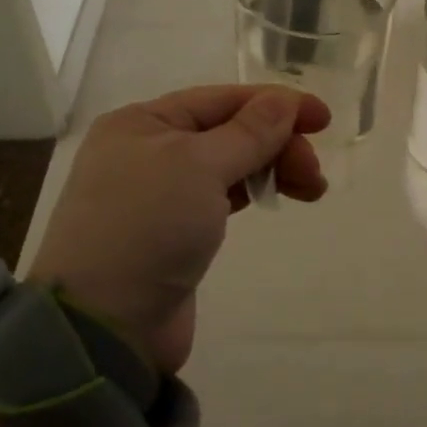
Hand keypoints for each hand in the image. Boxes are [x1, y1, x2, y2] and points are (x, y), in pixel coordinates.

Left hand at [26, 84, 329, 374]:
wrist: (102, 327)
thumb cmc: (147, 227)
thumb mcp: (199, 166)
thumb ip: (249, 132)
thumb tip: (284, 100)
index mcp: (142, 122)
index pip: (221, 99)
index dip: (275, 104)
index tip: (323, 120)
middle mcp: (146, 150)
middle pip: (227, 132)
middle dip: (276, 143)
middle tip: (313, 173)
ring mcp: (157, 194)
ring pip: (227, 164)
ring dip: (270, 167)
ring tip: (311, 189)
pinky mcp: (171, 233)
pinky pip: (219, 196)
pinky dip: (250, 191)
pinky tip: (274, 197)